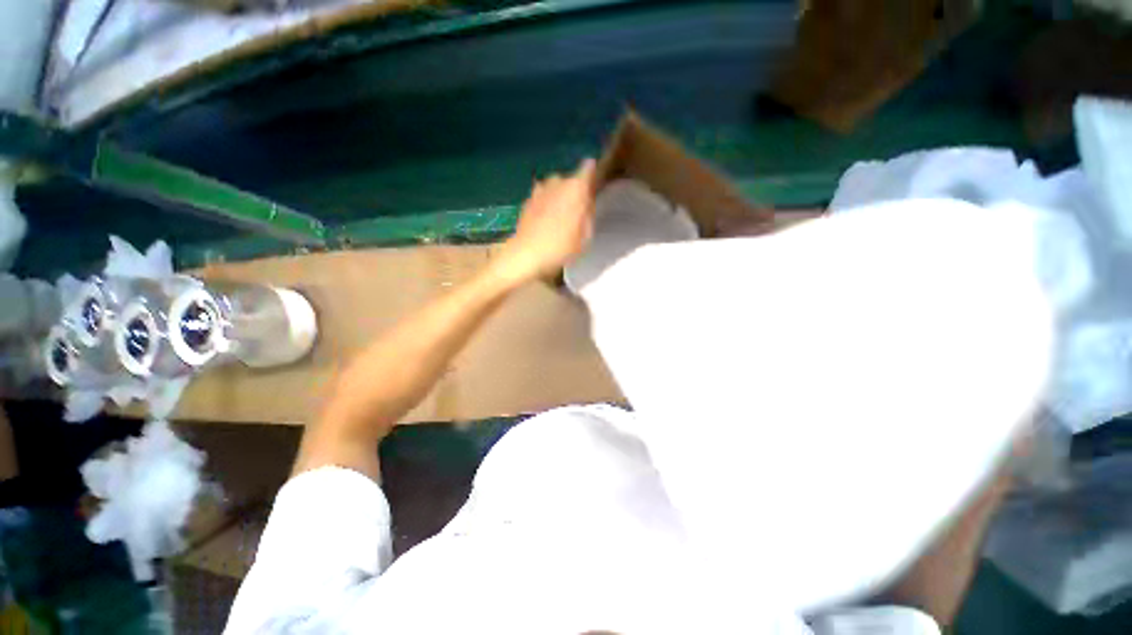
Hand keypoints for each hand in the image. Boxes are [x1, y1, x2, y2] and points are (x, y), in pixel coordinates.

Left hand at [495, 158, 597, 282]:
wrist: (526, 254)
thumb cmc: (561, 247)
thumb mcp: (585, 235)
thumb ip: (589, 213)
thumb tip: (588, 201)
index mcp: (576, 188)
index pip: (589, 168)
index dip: (593, 175)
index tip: (596, 186)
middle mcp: (558, 181)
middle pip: (571, 180)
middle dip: (575, 191)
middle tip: (578, 210)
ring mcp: (540, 189)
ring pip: (556, 187)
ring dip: (560, 196)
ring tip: (561, 216)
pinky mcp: (528, 199)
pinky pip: (543, 196)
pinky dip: (547, 203)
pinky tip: (547, 220)